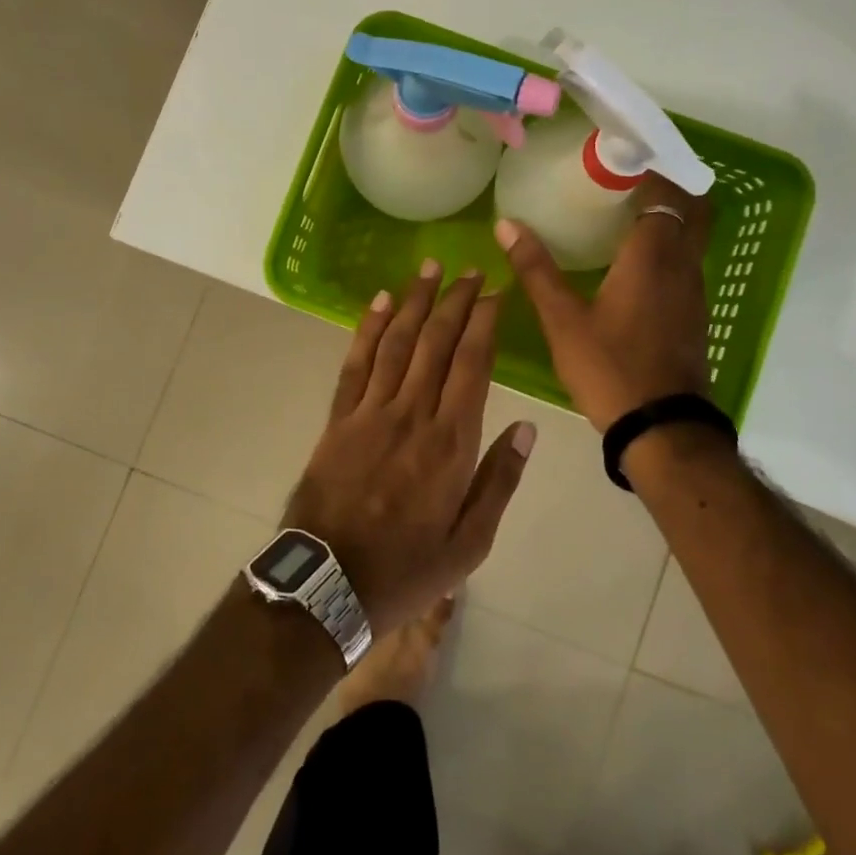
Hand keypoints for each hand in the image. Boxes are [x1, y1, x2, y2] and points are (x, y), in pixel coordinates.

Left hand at [282, 262, 534, 634]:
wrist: (328, 585)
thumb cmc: (407, 570)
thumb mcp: (470, 543)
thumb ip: (499, 481)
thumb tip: (527, 428)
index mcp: (450, 444)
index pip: (471, 365)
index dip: (483, 323)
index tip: (493, 292)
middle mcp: (412, 415)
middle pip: (436, 343)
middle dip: (454, 301)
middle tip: (467, 270)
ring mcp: (370, 413)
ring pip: (396, 343)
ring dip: (414, 302)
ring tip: (428, 268)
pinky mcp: (339, 419)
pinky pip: (355, 364)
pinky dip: (368, 329)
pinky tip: (380, 303)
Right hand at [494, 173, 713, 430]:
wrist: (661, 428)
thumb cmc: (609, 367)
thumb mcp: (563, 320)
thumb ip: (536, 269)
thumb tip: (505, 224)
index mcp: (652, 256)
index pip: (664, 192)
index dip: (649, 168)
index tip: (621, 155)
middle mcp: (682, 264)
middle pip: (693, 208)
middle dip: (669, 185)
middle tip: (629, 178)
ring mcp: (694, 291)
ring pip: (694, 236)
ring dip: (672, 216)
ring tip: (628, 210)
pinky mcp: (695, 313)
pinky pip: (688, 262)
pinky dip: (672, 246)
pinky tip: (638, 261)